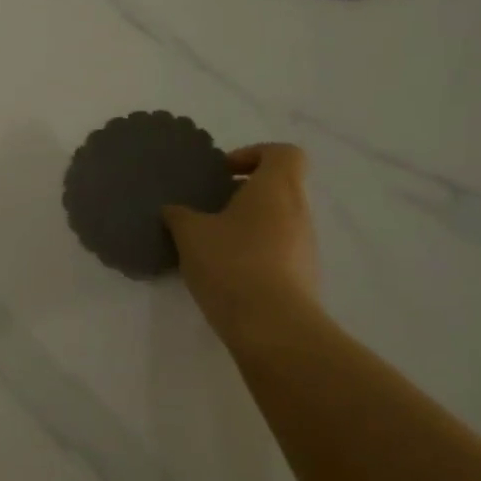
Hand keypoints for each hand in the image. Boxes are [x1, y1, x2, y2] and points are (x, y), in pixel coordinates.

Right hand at [165, 143, 318, 343]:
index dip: (253, 154)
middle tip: (208, 208)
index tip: (223, 173)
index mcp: (276, 189)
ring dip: (247, 224)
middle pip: (278, 187)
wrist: (272, 327)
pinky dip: (254, 252)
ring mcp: (305, 246)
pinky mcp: (302, 276)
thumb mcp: (190, 234)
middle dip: (243, 193)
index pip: (282, 153)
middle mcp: (299, 212)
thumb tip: (175, 210)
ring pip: (277, 220)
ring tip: (210, 243)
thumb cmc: (232, 264)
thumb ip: (180, 215)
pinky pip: (278, 250)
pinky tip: (224, 272)